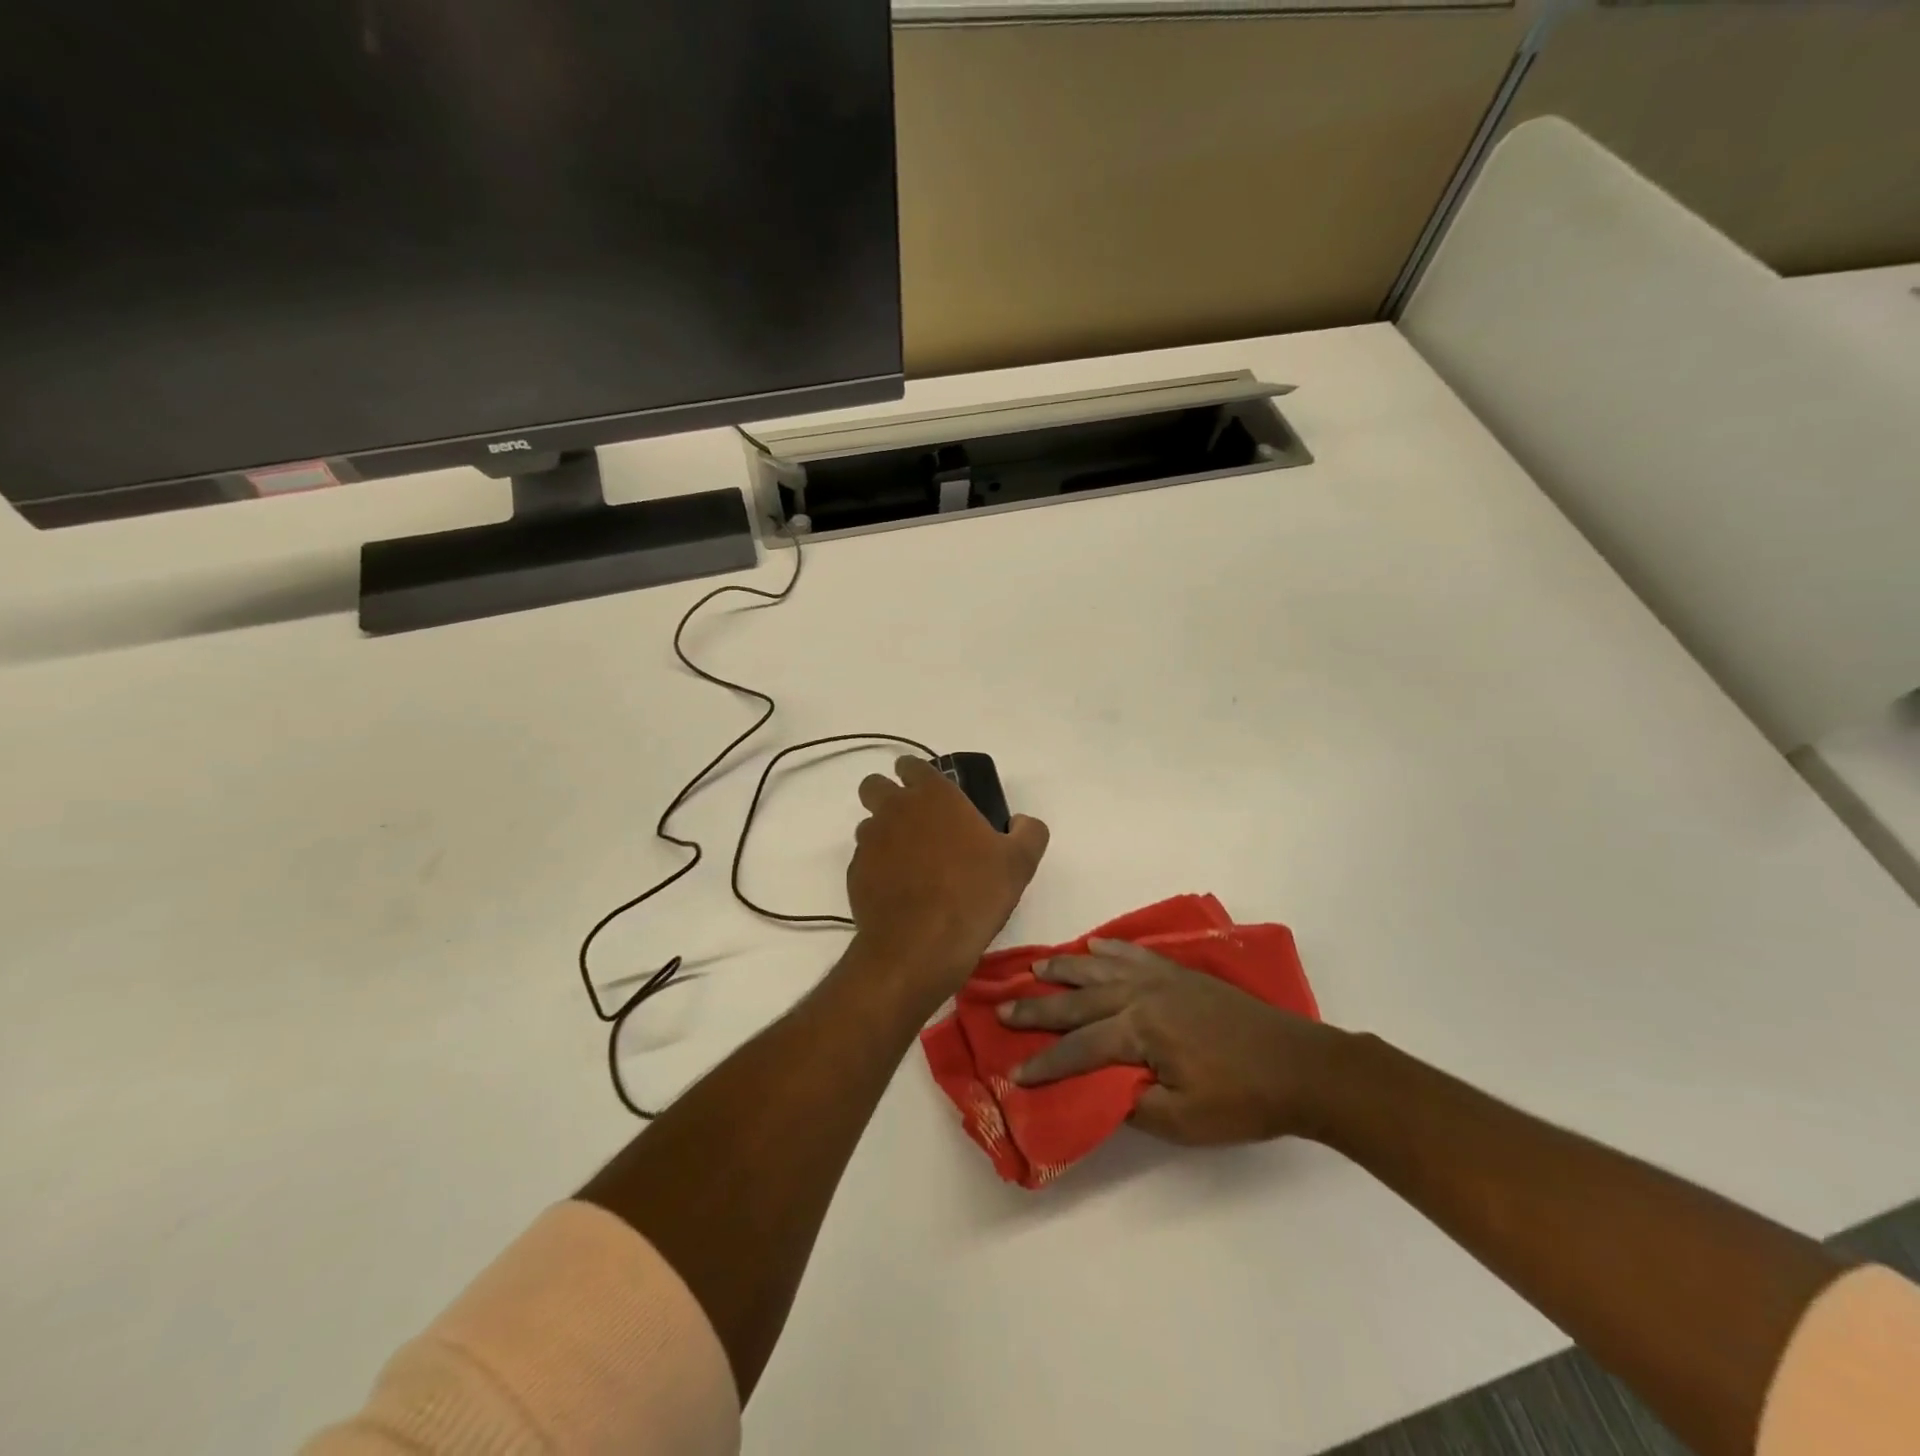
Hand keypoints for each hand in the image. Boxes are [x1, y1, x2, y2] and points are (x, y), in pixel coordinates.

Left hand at [848, 757, 1049, 1000]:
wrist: (921, 946)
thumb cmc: (974, 894)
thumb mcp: (1020, 862)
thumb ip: (1028, 832)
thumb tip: (1020, 822)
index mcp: (933, 796)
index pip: (912, 765)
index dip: (919, 775)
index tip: (934, 794)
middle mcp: (894, 809)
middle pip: (876, 786)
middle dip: (889, 796)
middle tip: (916, 823)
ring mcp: (869, 842)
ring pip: (868, 824)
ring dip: (884, 834)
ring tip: (910, 863)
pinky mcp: (855, 874)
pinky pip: (864, 860)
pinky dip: (877, 869)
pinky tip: (899, 891)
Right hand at [998, 940, 1345, 1145]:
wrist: (1300, 1066)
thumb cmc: (1243, 1100)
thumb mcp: (1184, 1120)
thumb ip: (1133, 1104)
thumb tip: (1099, 1089)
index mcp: (1141, 1031)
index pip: (1080, 1048)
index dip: (1047, 1063)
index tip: (1015, 1074)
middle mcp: (1142, 995)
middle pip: (1080, 1001)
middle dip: (1040, 1008)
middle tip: (1004, 1008)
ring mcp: (1162, 979)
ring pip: (1101, 970)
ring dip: (1066, 970)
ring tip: (1036, 968)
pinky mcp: (1180, 974)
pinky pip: (1134, 955)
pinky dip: (1109, 950)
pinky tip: (1094, 947)